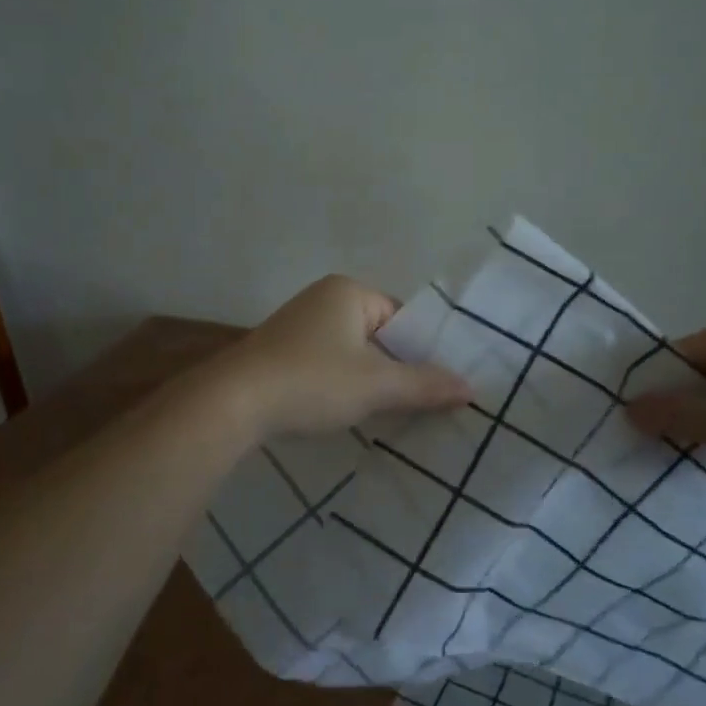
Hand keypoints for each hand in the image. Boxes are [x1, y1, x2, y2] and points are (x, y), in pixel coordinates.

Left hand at [221, 276, 470, 438]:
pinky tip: (343, 412)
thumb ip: (424, 385)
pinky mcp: (279, 351)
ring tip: (384, 413)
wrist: (234, 402)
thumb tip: (471, 389)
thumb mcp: (375, 385)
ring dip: (366, 380)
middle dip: (394, 367)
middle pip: (376, 334)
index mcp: (348, 291)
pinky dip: (339, 384)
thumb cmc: (312, 381)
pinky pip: (325, 363)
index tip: (434, 386)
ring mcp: (297, 324)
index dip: (420, 351)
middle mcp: (322, 298)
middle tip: (416, 404)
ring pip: (350, 352)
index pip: (401, 317)